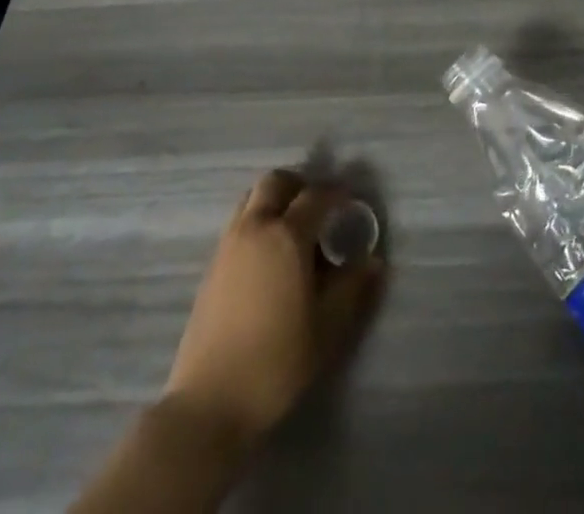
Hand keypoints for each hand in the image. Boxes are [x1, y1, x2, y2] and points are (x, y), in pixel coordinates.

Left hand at [162, 170, 383, 448]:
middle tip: (318, 207)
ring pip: (252, 198)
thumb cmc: (276, 362)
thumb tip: (374, 261)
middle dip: (300, 185)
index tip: (352, 201)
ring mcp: (228, 244)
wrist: (209, 402)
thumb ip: (352, 288)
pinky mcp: (211, 265)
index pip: (316, 196)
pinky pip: (238, 222)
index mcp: (287, 235)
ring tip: (293, 230)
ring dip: (275, 200)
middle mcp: (255, 227)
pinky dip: (257, 221)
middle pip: (276, 182)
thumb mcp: (327, 328)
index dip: (337, 193)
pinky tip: (269, 258)